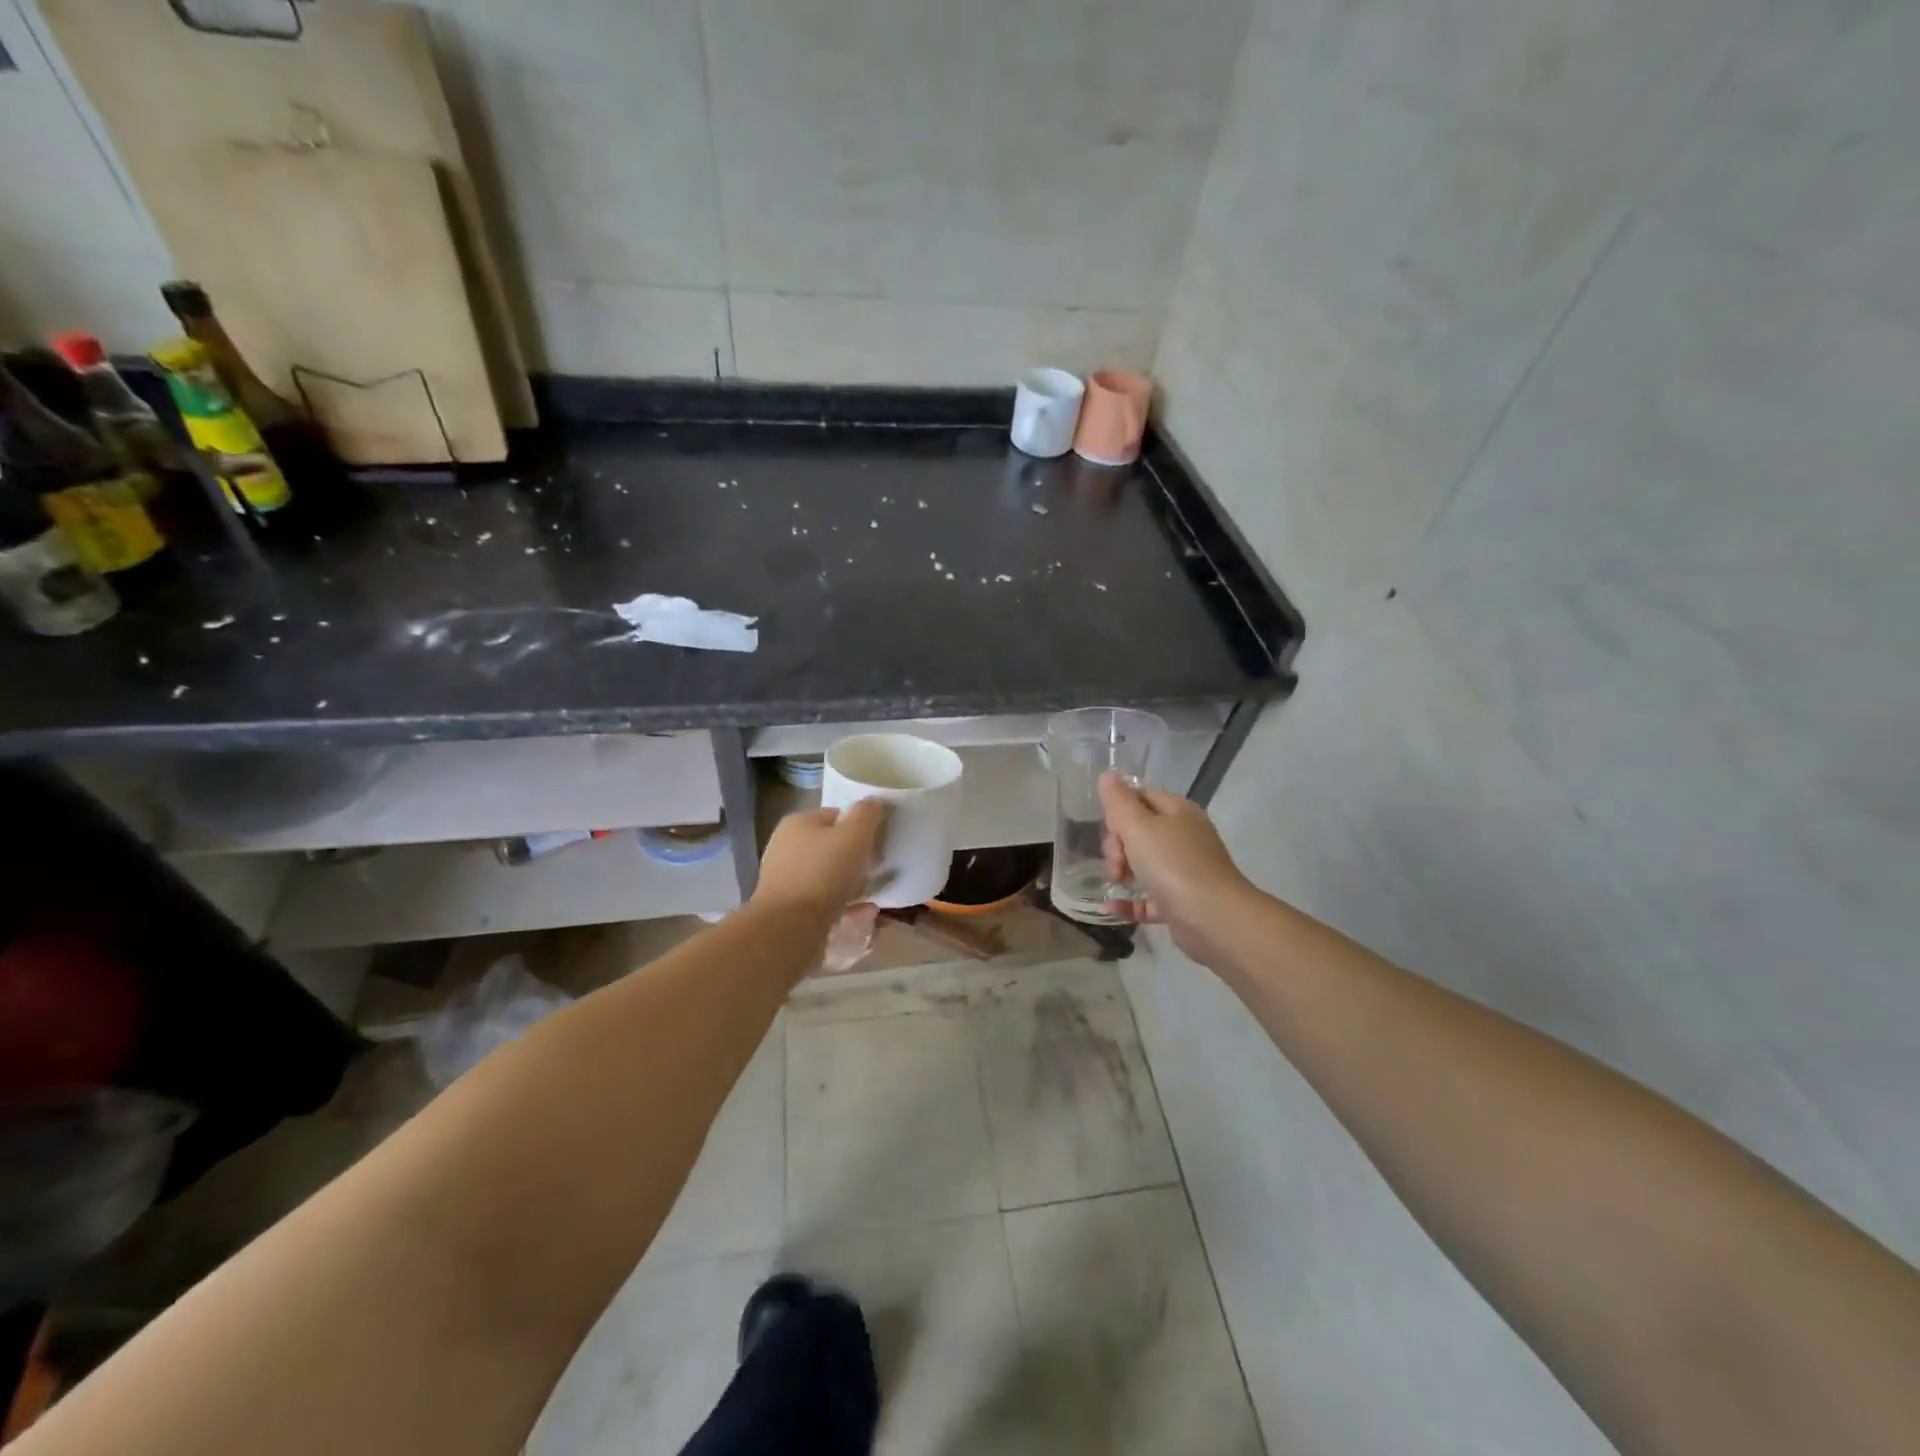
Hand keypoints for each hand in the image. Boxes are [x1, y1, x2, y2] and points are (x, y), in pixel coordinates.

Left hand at [754, 799, 887, 918]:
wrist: (789, 928)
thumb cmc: (823, 874)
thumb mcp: (854, 836)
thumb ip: (867, 815)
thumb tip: (873, 803)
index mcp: (797, 823)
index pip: (835, 815)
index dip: (860, 825)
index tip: (880, 841)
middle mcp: (786, 848)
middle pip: (831, 847)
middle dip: (857, 857)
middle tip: (879, 867)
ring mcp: (785, 880)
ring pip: (828, 876)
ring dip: (853, 883)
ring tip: (877, 893)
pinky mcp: (789, 909)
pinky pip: (824, 902)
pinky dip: (845, 905)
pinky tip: (865, 912)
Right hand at [1098, 773, 1250, 959]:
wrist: (1214, 918)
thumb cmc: (1173, 865)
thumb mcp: (1138, 826)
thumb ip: (1119, 801)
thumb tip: (1108, 774)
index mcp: (1178, 812)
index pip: (1141, 797)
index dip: (1119, 810)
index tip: (1109, 829)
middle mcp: (1184, 837)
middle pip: (1139, 831)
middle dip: (1118, 845)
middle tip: (1116, 863)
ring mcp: (1185, 871)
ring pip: (1144, 864)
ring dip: (1123, 872)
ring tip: (1115, 883)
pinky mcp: (1182, 902)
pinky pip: (1149, 897)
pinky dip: (1130, 901)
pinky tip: (1111, 907)